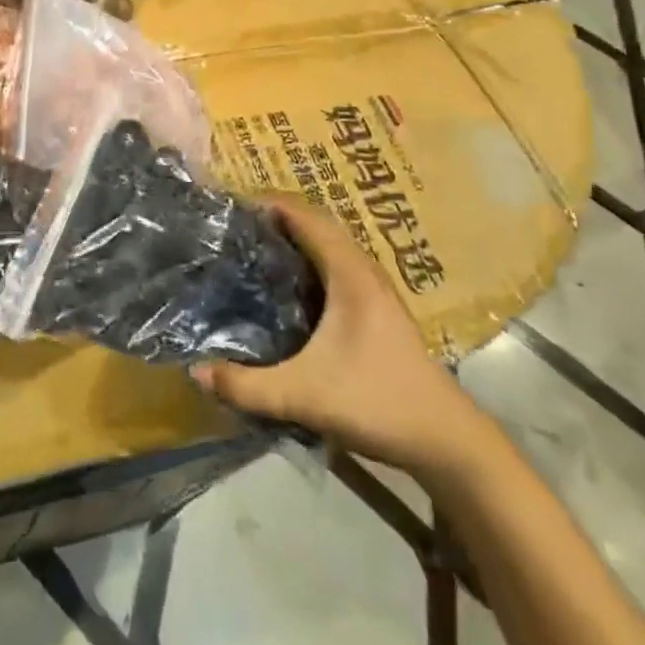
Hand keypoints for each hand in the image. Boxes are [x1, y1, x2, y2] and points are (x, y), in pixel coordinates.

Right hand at [190, 193, 486, 479]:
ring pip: (331, 246)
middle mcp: (364, 271)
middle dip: (279, 217)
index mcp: (349, 273)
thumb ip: (248, 386)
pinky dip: (311, 260)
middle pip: (318, 224)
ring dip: (297, 238)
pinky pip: (338, 266)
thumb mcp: (304, 396)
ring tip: (256, 247)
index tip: (232, 205)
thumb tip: (197, 372)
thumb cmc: (379, 402)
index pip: (306, 216)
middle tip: (237, 226)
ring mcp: (376, 291)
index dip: (270, 203)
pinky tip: (289, 286)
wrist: (448, 442)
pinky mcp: (379, 311)